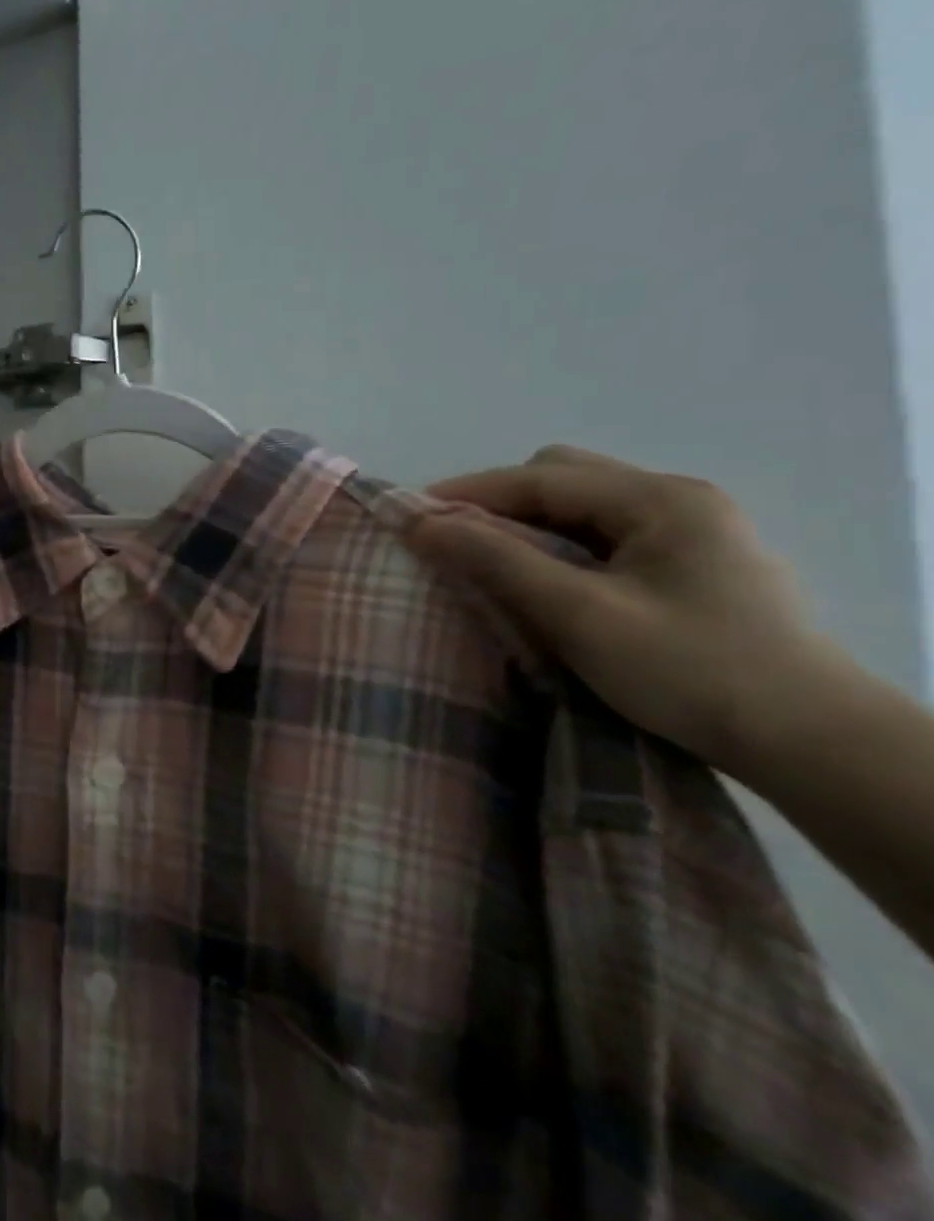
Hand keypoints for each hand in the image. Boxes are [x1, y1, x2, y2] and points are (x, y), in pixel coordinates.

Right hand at [404, 444, 849, 772]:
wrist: (810, 744)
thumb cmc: (689, 671)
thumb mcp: (578, 614)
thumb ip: (495, 560)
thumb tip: (419, 521)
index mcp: (660, 499)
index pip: (541, 477)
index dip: (469, 492)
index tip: (411, 517)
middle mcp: (679, 500)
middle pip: (563, 478)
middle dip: (501, 503)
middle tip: (458, 542)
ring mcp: (693, 531)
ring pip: (583, 507)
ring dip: (530, 526)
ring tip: (493, 563)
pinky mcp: (695, 565)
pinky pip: (605, 534)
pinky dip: (560, 546)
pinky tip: (548, 580)